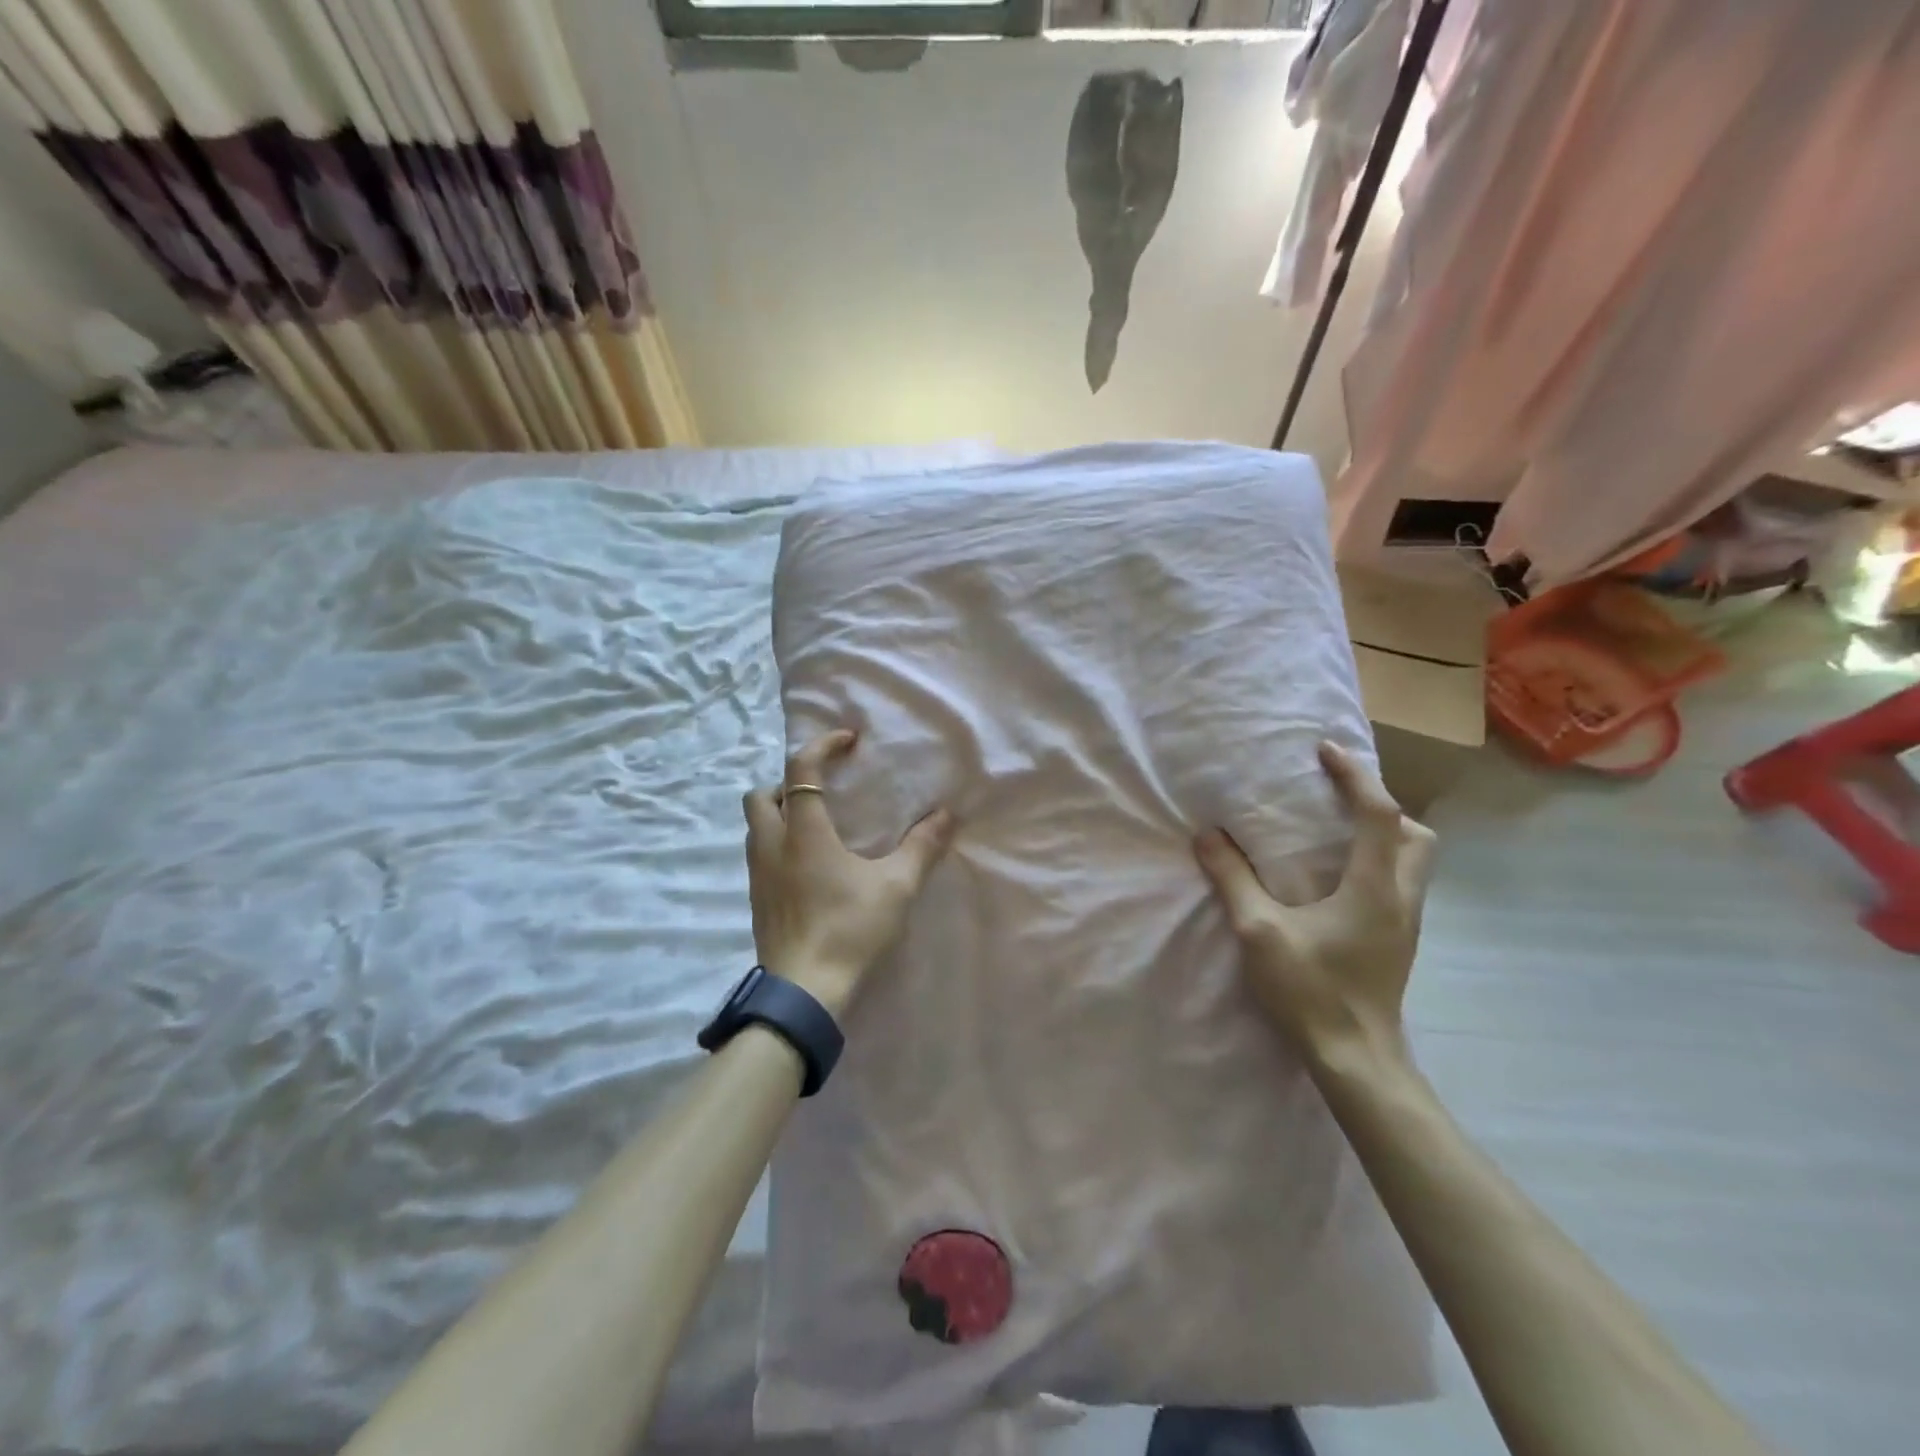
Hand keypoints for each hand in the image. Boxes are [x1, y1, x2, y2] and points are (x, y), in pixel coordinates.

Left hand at [744, 729, 955, 1017]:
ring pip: (755, 825)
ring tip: (817, 826)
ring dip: (779, 813)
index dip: (822, 745)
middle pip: (761, 794)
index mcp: (804, 832)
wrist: (804, 993)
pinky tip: (808, 866)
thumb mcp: (896, 887)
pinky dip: (777, 843)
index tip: (848, 740)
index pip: (801, 769)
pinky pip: (759, 854)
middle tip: (823, 792)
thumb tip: (947, 815)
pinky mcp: (756, 900)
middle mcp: (772, 845)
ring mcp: (757, 874)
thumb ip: (922, 848)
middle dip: (787, 782)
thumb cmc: (850, 931)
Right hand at [1194, 741, 1437, 1067]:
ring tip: (1337, 831)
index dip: (1355, 775)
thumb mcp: (1259, 931)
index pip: (1379, 813)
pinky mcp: (1399, 940)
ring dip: (1385, 834)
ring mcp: (1407, 922)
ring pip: (1415, 860)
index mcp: (1375, 886)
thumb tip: (1208, 836)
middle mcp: (1402, 897)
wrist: (1355, 1058)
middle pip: (1415, 834)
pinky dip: (1378, 861)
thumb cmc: (1311, 990)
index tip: (1325, 751)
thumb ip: (1233, 879)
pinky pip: (1401, 881)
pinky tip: (1337, 877)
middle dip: (1382, 806)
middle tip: (1338, 800)